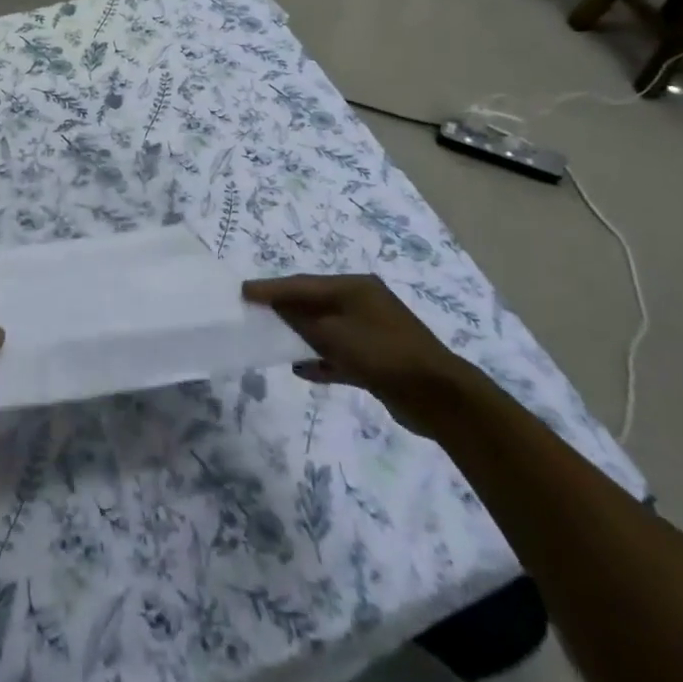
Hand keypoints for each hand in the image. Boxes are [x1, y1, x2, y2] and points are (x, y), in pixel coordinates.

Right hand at [243, 275, 472, 435]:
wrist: (439, 398)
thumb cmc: (384, 355)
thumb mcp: (336, 334)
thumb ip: (302, 320)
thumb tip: (276, 306)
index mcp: (354, 288)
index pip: (303, 284)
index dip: (272, 288)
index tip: (243, 291)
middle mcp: (362, 303)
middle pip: (314, 302)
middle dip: (284, 308)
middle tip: (254, 311)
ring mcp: (371, 331)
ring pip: (326, 328)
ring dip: (300, 334)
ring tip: (272, 339)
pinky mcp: (376, 359)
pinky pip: (338, 353)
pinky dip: (320, 358)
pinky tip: (301, 368)